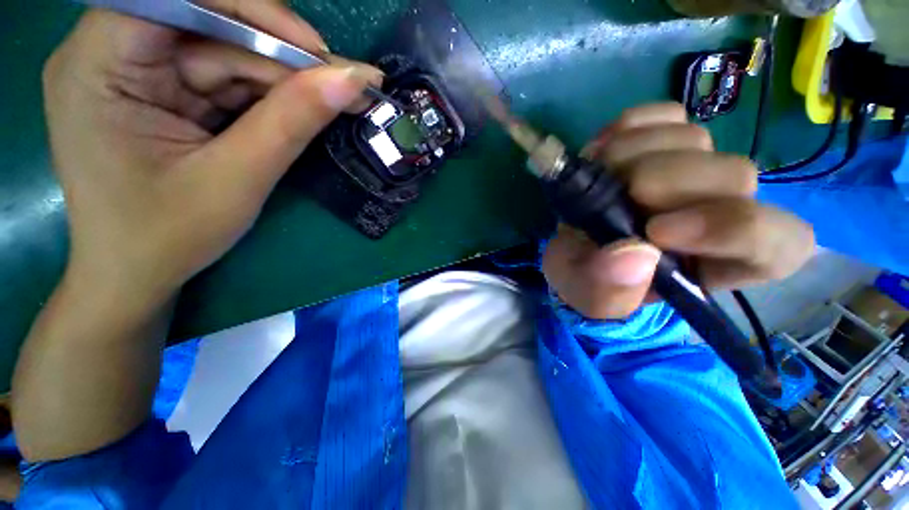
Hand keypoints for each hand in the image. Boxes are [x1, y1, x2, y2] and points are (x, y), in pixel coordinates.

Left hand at [44, 4, 381, 301]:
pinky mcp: (164, 93)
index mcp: (98, 64)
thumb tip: (349, 81)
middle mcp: (112, 53)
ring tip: (338, 100)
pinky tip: (304, 110)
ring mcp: (140, 73)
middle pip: (209, 25)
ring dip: (285, 79)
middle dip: (282, 55)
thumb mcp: (236, 178)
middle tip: (346, 83)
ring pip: (227, 53)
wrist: (138, 274)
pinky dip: (270, 95)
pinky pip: (226, 79)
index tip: (316, 51)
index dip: (251, 10)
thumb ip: (291, 122)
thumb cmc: (169, 236)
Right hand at [542, 103, 814, 319]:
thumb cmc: (591, 280)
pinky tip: (600, 153)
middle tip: (608, 197)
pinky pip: (663, 114)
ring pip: (693, 138)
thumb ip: (610, 290)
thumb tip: (634, 254)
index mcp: (721, 263)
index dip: (726, 228)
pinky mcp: (668, 138)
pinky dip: (627, 129)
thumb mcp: (592, 298)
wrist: (575, 248)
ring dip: (630, 155)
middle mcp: (723, 208)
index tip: (655, 231)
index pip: (775, 241)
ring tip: (594, 180)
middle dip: (660, 182)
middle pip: (733, 175)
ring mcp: (697, 166)